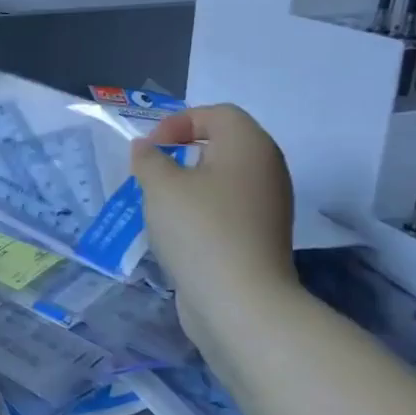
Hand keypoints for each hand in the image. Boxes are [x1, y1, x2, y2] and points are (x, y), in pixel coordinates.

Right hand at [131, 104, 300, 355]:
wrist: (240, 300)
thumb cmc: (200, 229)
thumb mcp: (160, 185)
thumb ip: (149, 159)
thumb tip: (147, 150)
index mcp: (249, 145)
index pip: (217, 114)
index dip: (179, 122)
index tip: (149, 148)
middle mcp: (266, 169)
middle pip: (224, 143)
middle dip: (183, 150)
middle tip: (152, 170)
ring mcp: (267, 205)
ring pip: (223, 178)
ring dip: (189, 182)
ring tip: (159, 201)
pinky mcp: (259, 236)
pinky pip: (227, 207)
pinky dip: (201, 209)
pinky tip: (177, 230)